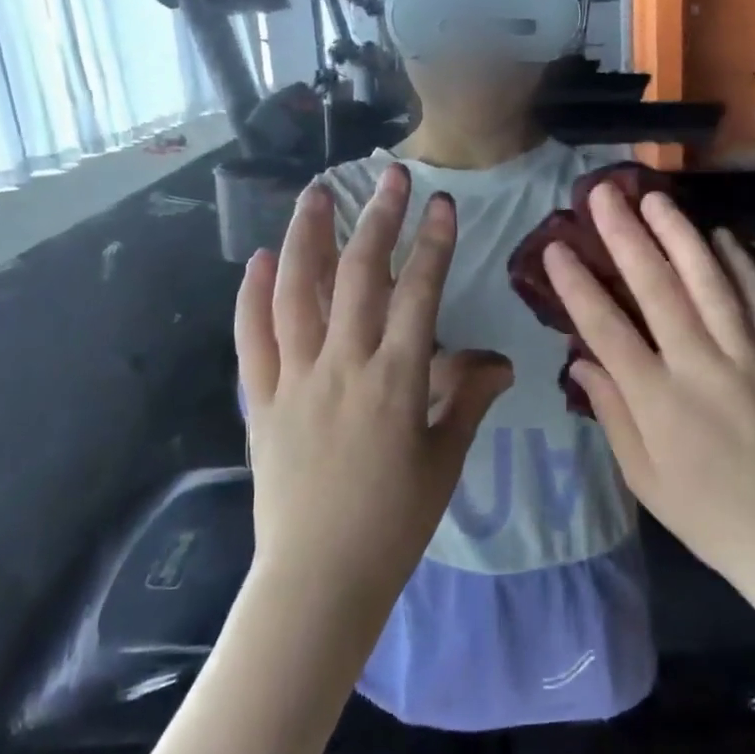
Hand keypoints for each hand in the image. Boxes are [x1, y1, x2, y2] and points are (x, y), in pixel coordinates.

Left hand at [236, 165, 511, 616]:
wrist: (319, 577)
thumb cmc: (393, 522)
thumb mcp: (443, 460)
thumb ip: (468, 400)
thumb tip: (501, 360)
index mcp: (395, 380)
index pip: (418, 294)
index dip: (433, 244)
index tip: (440, 203)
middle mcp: (343, 366)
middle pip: (359, 277)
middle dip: (377, 220)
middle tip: (388, 176)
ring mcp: (295, 379)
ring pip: (297, 293)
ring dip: (306, 238)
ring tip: (316, 193)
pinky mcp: (262, 399)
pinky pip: (253, 337)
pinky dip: (253, 296)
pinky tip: (259, 261)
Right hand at [542, 183, 754, 586]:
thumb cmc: (707, 514)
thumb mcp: (643, 477)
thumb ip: (612, 412)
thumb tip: (580, 360)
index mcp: (658, 402)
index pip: (607, 330)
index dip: (578, 286)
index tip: (556, 248)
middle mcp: (701, 368)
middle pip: (657, 290)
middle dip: (625, 237)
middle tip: (602, 194)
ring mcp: (749, 358)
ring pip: (710, 283)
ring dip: (679, 234)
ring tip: (655, 197)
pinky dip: (739, 264)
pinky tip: (720, 234)